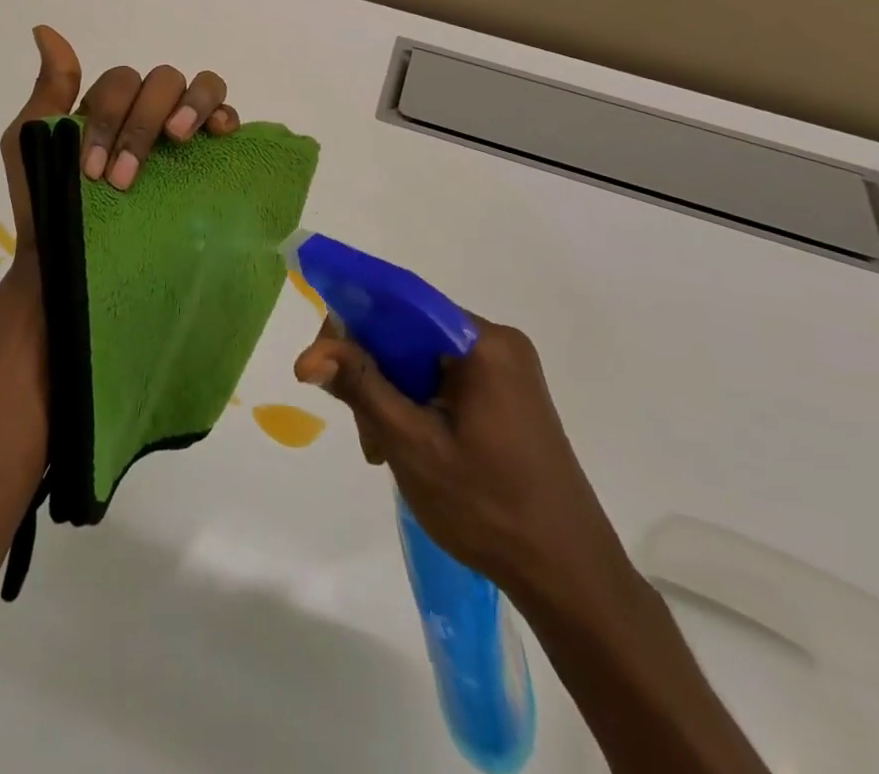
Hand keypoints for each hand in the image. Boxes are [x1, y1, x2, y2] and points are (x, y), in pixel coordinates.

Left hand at [0, 25, 241, 228]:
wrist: (66, 266)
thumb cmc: (45, 204)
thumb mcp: (31, 140)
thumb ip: (49, 88)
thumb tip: (45, 30)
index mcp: (111, 106)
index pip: (123, 81)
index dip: (111, 118)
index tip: (94, 170)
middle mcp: (148, 112)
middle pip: (162, 81)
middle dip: (141, 125)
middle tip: (123, 178)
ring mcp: (179, 134)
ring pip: (200, 86)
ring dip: (190, 105)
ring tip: (176, 138)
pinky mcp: (204, 160)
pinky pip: (226, 118)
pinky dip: (224, 114)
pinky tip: (218, 133)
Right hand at [294, 315, 635, 620]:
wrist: (570, 577)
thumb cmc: (488, 508)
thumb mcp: (412, 445)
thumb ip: (361, 387)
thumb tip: (308, 354)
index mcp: (482, 343)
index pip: (401, 301)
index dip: (353, 319)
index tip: (322, 360)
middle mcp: (497, 343)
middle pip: (409, 331)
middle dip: (373, 371)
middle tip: (359, 426)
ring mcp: (507, 369)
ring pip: (422, 357)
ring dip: (391, 393)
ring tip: (381, 448)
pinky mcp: (508, 395)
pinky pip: (445, 378)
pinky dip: (417, 403)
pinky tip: (406, 445)